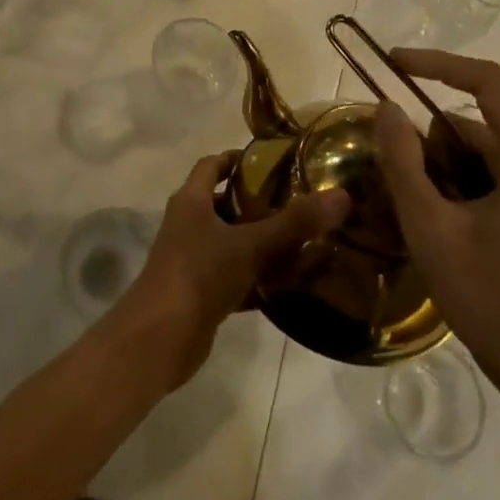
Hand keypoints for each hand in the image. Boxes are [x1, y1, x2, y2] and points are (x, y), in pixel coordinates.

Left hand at [106, 151, 348, 392]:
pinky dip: (256, 279)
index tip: (273, 162)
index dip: (238, 159)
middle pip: (223, 203)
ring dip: (259, 242)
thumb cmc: (198, 275)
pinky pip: (233, 277)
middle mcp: (187, 224)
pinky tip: (287, 286)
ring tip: (301, 241)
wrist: (158, 340)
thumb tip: (341, 196)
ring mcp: (191, 260)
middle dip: (257, 202)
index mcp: (191, 201)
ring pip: (230, 242)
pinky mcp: (199, 294)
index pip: (212, 165)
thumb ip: (294, 223)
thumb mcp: (249, 245)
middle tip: (298, 202)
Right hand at [375, 49, 499, 397]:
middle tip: (385, 163)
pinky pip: (487, 173)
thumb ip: (403, 161)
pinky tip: (430, 216)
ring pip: (477, 150)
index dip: (437, 63)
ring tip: (405, 201)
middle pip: (474, 122)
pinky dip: (454, 182)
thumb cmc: (487, 295)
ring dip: (437, 164)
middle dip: (427, 137)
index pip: (486, 81)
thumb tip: (386, 108)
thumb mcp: (430, 225)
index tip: (393, 64)